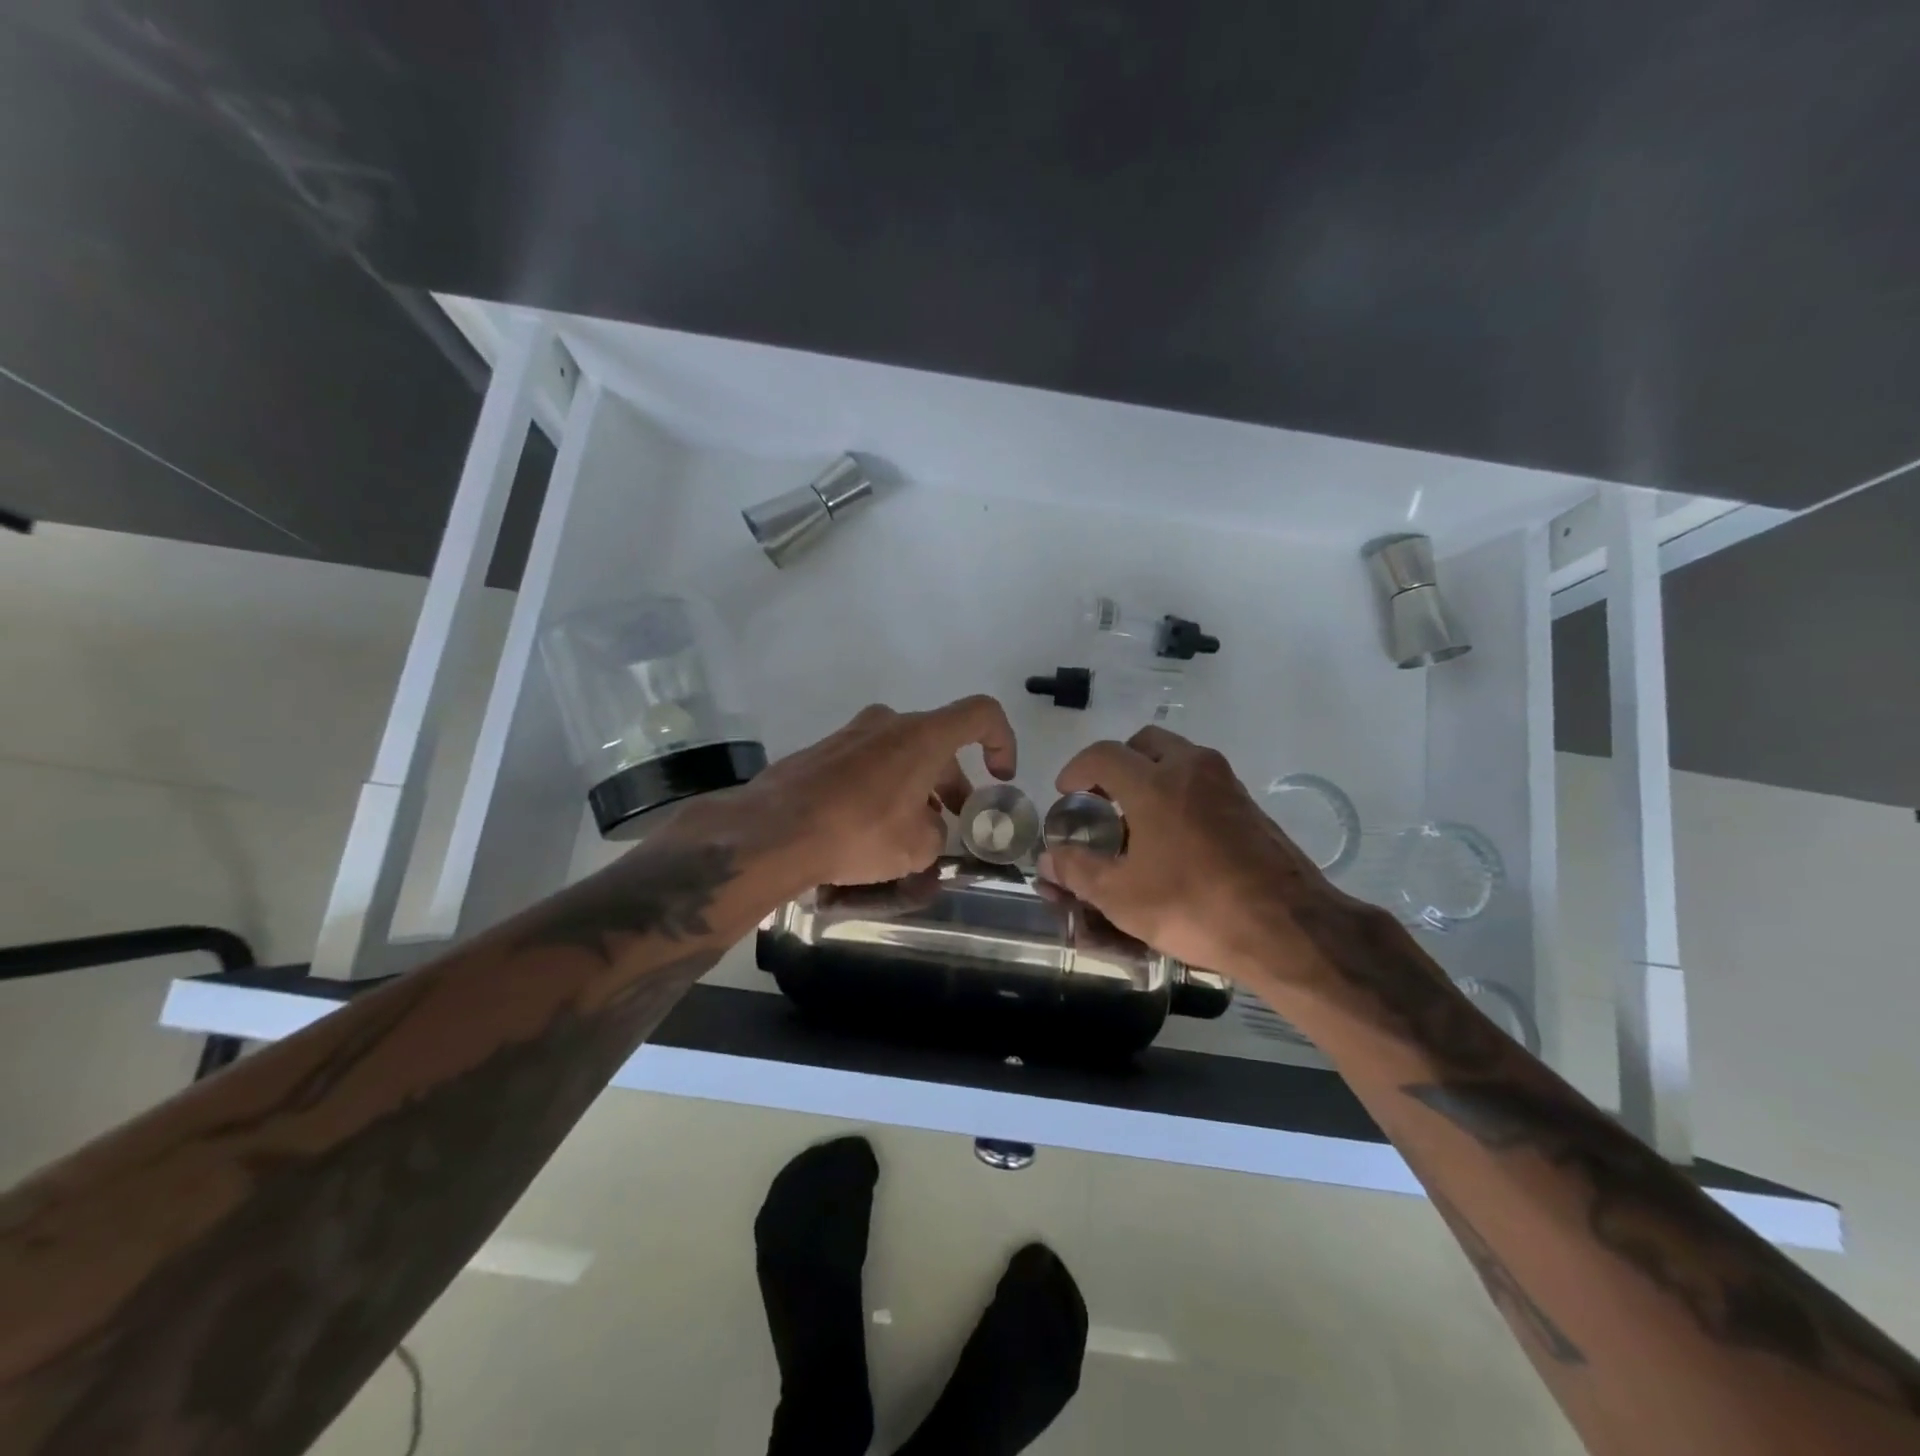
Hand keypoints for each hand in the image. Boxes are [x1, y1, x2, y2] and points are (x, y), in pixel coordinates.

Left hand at [735, 696, 1017, 889]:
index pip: (981, 714)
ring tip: (911, 833)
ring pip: (900, 754)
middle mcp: (888, 723)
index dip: (1003, 742)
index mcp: (922, 736)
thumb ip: (937, 833)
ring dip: (917, 787)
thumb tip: (928, 829)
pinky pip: (867, 765)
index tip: (1000, 779)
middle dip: (953, 783)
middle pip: (937, 743)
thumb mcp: (917, 847)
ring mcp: (850, 734)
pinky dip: (882, 788)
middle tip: (954, 823)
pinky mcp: (821, 752)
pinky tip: (869, 828)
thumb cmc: (859, 832)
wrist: (774, 831)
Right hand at [1039, 726, 1345, 987]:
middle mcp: (1192, 768)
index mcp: (1155, 783)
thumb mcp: (1122, 897)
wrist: (1288, 928)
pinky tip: (1175, 836)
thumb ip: (1078, 870)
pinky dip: (1179, 790)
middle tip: (1103, 799)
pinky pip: (1203, 779)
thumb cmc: (1195, 907)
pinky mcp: (1249, 804)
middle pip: (1145, 742)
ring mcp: (1227, 783)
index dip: (1076, 769)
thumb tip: (1049, 858)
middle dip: (1117, 763)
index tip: (1066, 793)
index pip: (1103, 754)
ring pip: (1178, 757)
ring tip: (1136, 818)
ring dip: (1151, 774)